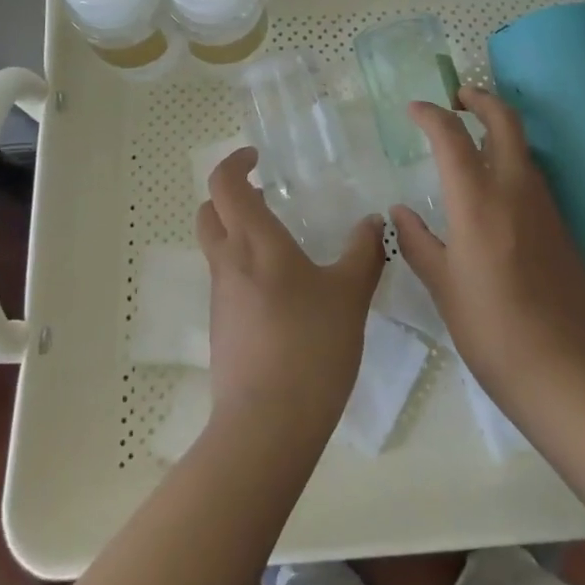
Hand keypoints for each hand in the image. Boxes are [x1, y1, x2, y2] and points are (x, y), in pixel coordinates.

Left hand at [196, 147, 385, 440]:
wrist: (266, 427)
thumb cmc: (310, 346)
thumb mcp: (350, 295)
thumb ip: (364, 253)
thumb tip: (374, 222)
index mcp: (254, 241)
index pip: (224, 183)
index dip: (235, 162)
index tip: (258, 157)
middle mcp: (228, 262)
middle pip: (210, 211)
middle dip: (231, 195)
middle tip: (266, 195)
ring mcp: (220, 297)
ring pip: (217, 247)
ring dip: (238, 232)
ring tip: (283, 243)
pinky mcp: (222, 328)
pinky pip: (227, 281)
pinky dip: (244, 268)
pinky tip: (283, 292)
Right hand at [390, 88, 584, 409]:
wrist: (566, 370)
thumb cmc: (491, 329)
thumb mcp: (444, 286)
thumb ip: (418, 242)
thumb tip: (400, 211)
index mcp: (477, 200)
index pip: (451, 135)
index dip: (431, 114)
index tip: (415, 109)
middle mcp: (515, 189)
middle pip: (504, 121)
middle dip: (481, 100)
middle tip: (458, 98)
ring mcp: (545, 206)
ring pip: (523, 147)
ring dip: (498, 130)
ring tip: (471, 142)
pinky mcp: (562, 226)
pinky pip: (533, 177)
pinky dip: (512, 163)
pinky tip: (495, 191)